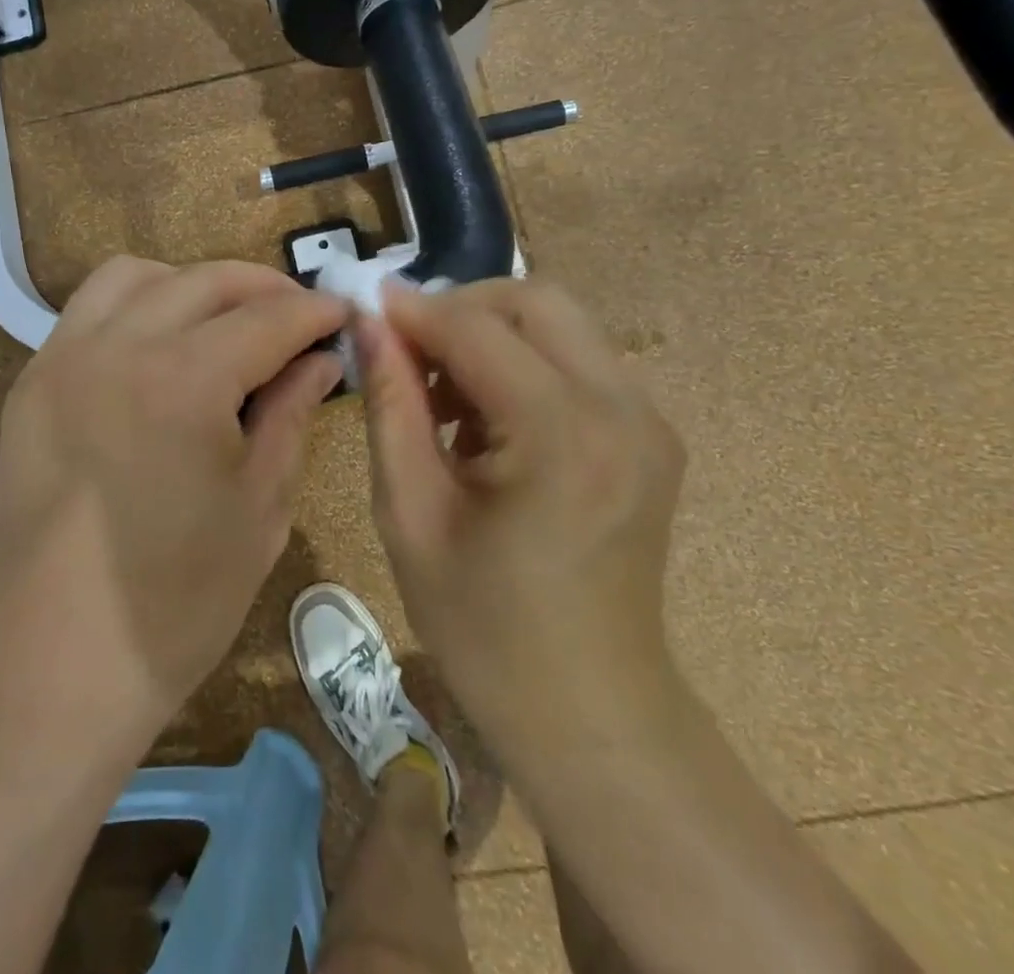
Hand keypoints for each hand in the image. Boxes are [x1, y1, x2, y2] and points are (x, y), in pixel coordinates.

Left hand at [0, 256, 347, 748]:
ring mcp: (62, 358)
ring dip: (191, 285)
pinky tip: (161, 349)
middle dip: (262, 288)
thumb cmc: (177, 602)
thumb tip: (321, 357)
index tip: (343, 311)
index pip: (267, 318)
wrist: (55, 666)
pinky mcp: (31, 383)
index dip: (314, 311)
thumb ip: (292, 413)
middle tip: (297, 316)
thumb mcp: (260, 507)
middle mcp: (116, 347)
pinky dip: (136, 306)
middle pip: (203, 281)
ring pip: (135, 276)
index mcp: (183, 381)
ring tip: (225, 322)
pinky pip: (88, 312)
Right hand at [356, 277, 687, 760]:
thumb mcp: (411, 513)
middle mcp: (622, 409)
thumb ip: (390, 404)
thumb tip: (368, 323)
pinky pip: (578, 360)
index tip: (362, 307)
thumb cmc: (484, 627)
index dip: (412, 310)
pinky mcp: (651, 434)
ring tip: (442, 394)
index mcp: (562, 435)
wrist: (592, 713)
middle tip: (407, 352)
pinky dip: (524, 363)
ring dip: (491, 336)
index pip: (476, 328)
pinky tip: (488, 419)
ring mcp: (648, 420)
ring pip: (559, 324)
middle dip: (460, 308)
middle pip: (534, 300)